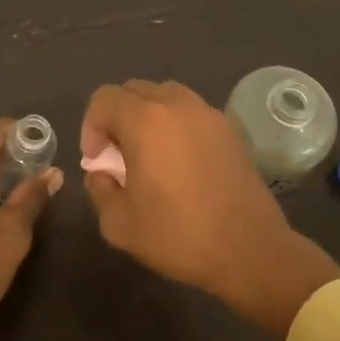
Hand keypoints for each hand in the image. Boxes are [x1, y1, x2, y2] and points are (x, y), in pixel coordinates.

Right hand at [80, 80, 339, 336]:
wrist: (249, 250)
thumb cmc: (179, 235)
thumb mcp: (119, 223)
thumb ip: (99, 189)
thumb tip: (101, 172)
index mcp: (145, 120)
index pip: (104, 98)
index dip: (90, 126)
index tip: (97, 160)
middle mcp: (177, 105)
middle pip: (134, 90)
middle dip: (117, 117)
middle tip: (118, 156)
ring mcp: (208, 113)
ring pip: (165, 96)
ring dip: (147, 116)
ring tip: (149, 154)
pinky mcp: (229, 129)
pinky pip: (191, 112)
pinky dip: (176, 124)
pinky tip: (179, 161)